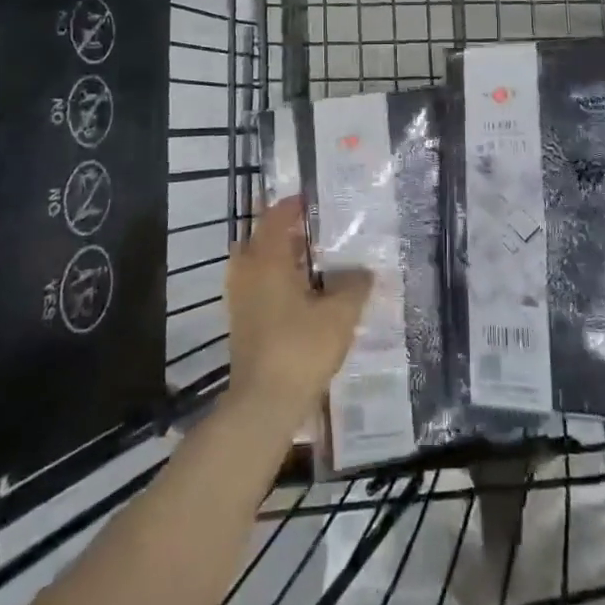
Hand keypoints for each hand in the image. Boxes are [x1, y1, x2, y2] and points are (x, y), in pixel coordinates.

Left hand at [226, 195, 372, 417]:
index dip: (293, 205)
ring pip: (257, 263)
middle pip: (261, 237)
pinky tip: (301, 295)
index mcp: (268, 259)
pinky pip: (257, 286)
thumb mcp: (339, 314)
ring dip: (280, 257)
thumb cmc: (300, 348)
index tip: (314, 200)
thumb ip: (354, 286)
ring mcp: (240, 300)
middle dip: (285, 230)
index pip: (276, 217)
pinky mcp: (241, 323)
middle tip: (315, 229)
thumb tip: (363, 271)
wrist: (263, 404)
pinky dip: (275, 280)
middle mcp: (248, 272)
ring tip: (312, 262)